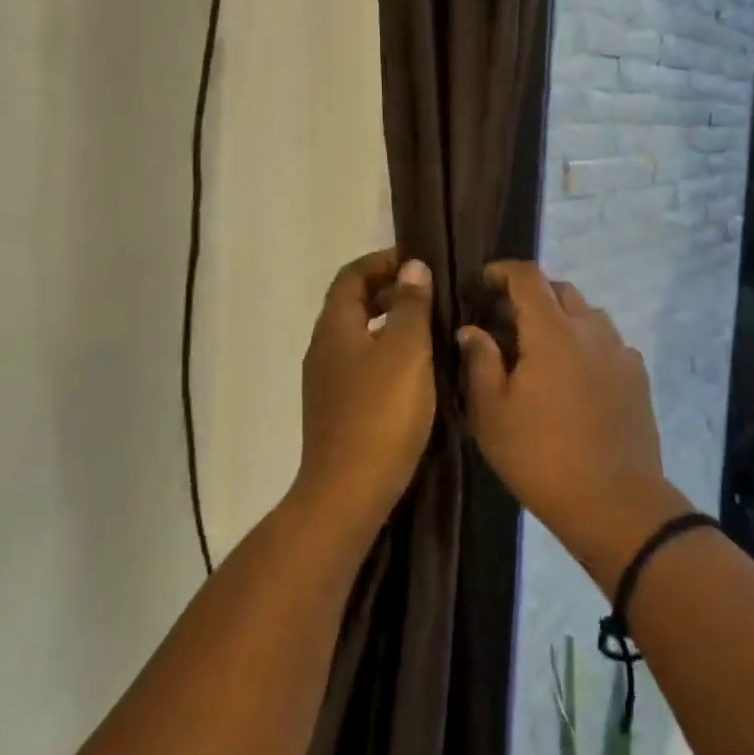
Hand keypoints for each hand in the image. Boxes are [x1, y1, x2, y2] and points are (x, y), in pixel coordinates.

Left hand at [292, 249, 437, 543]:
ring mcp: (327, 381)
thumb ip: (410, 306)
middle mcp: (324, 348)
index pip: (351, 275)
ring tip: (429, 328)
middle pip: (352, 303)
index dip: (382, 261)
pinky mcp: (337, 408)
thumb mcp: (406, 352)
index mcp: (335, 327)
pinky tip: (415, 370)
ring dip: (390, 322)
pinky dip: (386, 352)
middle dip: (389, 290)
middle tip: (430, 293)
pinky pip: (362, 363)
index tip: (418, 263)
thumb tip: (412, 268)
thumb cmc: (380, 414)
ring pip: (358, 335)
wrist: (347, 493)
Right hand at [458, 263, 688, 587]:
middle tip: (505, 318)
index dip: (502, 271)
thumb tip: (472, 329)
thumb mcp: (491, 413)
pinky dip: (585, 342)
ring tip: (539, 346)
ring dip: (560, 316)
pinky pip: (607, 341)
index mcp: (552, 331)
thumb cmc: (540, 457)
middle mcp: (590, 329)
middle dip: (531, 293)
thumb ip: (480, 361)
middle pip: (560, 289)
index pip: (528, 277)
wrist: (615, 503)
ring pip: (587, 313)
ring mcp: (620, 351)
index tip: (482, 281)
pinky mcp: (637, 376)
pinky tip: (573, 374)